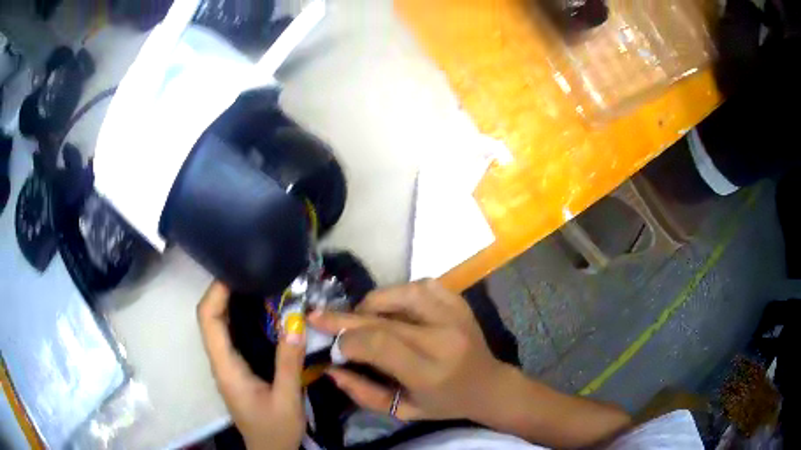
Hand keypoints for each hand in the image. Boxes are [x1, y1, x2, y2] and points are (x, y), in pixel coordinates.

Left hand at [197, 282, 305, 449]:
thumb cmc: (275, 429)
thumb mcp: (287, 399)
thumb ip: (289, 362)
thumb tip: (296, 320)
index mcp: (226, 367)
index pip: (208, 320)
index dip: (216, 293)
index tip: (235, 272)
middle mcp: (220, 361)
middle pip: (209, 318)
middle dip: (223, 291)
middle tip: (251, 272)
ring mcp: (226, 365)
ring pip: (218, 325)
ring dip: (230, 301)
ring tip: (257, 283)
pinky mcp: (236, 368)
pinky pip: (230, 335)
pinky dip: (239, 317)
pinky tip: (262, 312)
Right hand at [308, 279, 515, 422]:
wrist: (487, 385)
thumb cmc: (443, 404)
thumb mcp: (402, 411)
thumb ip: (363, 393)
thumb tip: (330, 368)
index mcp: (430, 372)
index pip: (380, 343)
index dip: (349, 339)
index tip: (334, 345)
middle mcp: (443, 339)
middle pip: (384, 319)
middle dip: (345, 317)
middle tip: (318, 315)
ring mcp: (455, 316)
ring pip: (402, 293)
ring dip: (373, 301)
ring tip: (361, 315)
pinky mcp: (460, 303)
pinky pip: (423, 284)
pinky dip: (400, 291)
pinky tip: (392, 306)